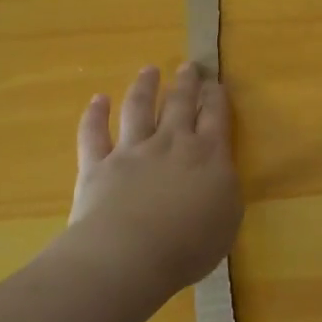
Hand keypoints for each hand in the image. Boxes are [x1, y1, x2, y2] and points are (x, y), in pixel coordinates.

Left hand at [63, 62, 241, 301]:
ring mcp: (132, 151)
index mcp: (209, 155)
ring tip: (148, 70)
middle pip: (180, 104)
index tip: (216, 83)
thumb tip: (219, 173)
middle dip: (186, 83)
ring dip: (144, 87)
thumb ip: (225, 189)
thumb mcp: (228, 218)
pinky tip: (98, 99)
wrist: (130, 255)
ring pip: (138, 109)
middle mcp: (171, 143)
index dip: (217, 97)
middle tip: (188, 66)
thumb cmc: (189, 244)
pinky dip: (95, 115)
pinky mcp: (98, 165)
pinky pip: (94, 134)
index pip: (216, 116)